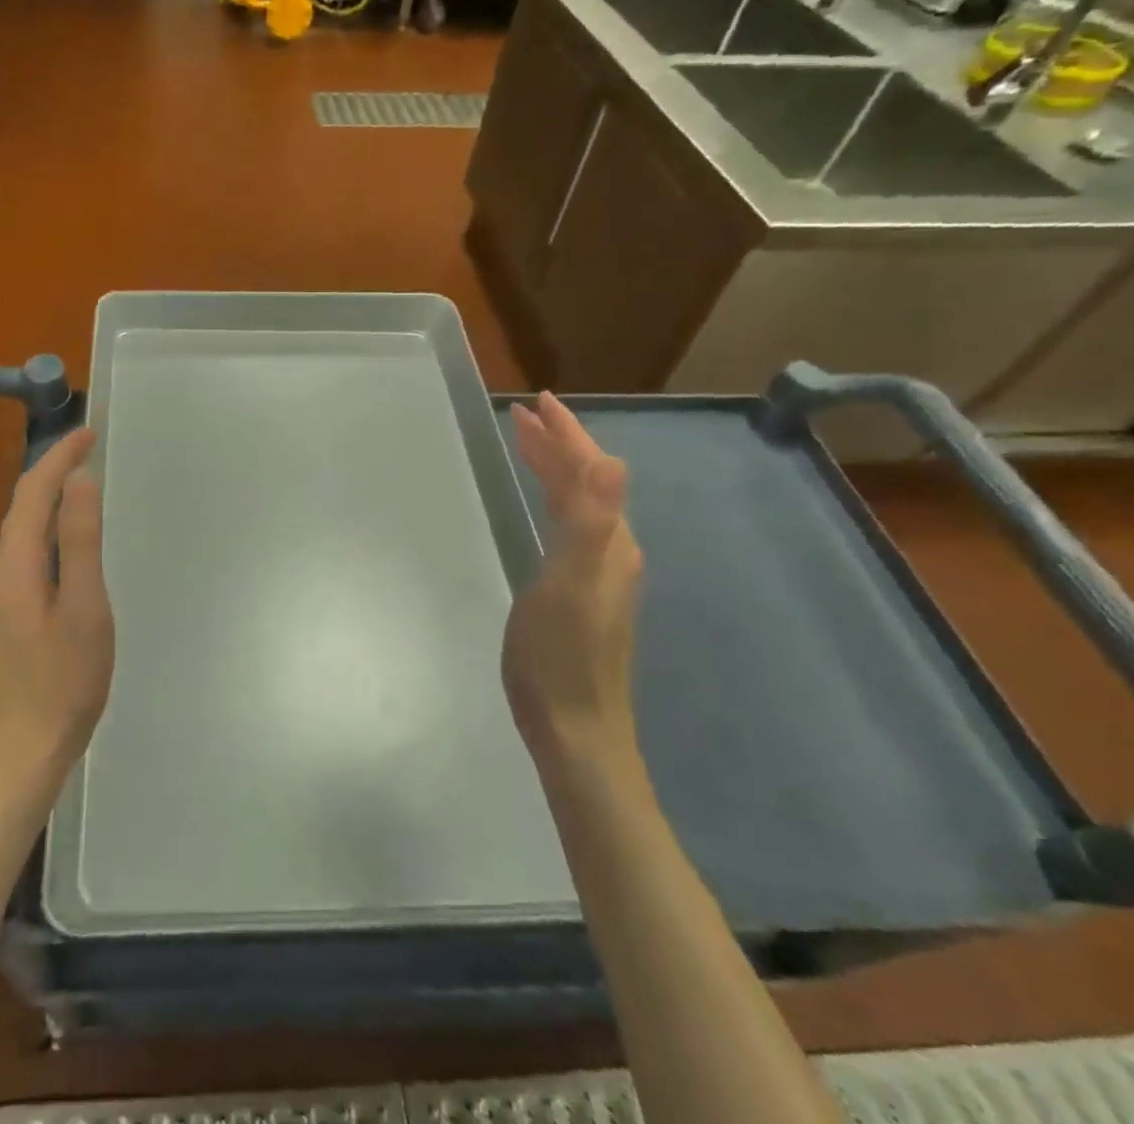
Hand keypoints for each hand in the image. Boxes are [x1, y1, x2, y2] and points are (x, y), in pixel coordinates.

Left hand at [0, 428, 114, 788]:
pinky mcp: (14, 605)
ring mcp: (5, 588)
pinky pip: (29, 544)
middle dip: (52, 467)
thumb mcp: (84, 606)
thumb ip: (80, 541)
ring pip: (24, 523)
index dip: (59, 457)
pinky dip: (48, 519)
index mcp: (16, 563)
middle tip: (89, 444)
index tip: (89, 432)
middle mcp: (2, 567)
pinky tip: (68, 527)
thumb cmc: (66, 677)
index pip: (34, 492)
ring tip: (81, 472)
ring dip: (49, 491)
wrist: (30, 742)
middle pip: (23, 503)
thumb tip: (79, 481)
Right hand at [503, 393, 643, 757]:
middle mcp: (610, 550)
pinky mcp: (581, 592)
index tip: (536, 402)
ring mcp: (598, 573)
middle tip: (523, 415)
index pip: (588, 471)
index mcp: (607, 541)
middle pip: (585, 483)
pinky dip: (552, 499)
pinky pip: (568, 526)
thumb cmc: (561, 656)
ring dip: (553, 469)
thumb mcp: (569, 584)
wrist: (576, 730)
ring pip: (576, 504)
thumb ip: (590, 521)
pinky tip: (542, 508)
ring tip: (527, 446)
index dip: (564, 435)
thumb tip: (610, 458)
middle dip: (556, 445)